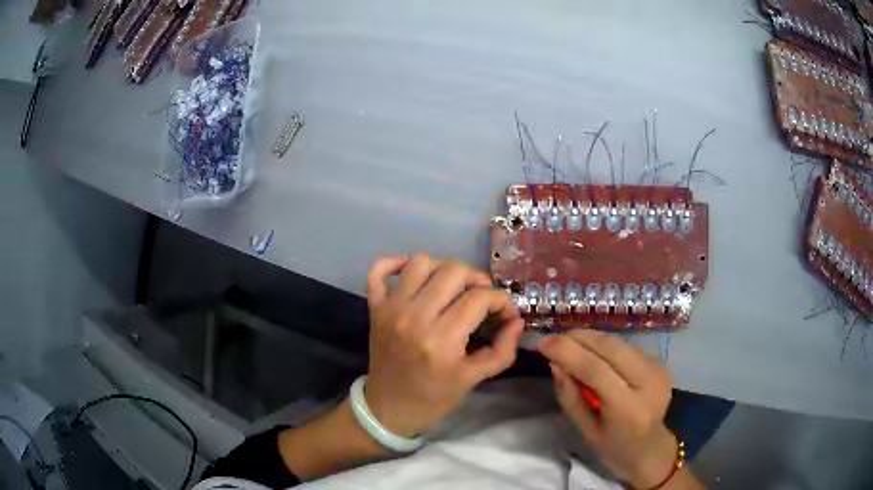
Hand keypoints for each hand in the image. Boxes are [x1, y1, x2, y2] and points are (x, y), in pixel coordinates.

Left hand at [364, 254, 523, 437]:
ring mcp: (390, 309)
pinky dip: (395, 263)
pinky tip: (413, 275)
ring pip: (421, 262)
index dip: (501, 301)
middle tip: (482, 298)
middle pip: (453, 271)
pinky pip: (379, 270)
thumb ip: (502, 350)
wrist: (388, 409)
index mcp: (441, 341)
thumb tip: (517, 321)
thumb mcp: (473, 380)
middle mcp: (414, 317)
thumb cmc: (434, 398)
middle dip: (477, 279)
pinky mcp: (374, 308)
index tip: (505, 312)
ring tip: (452, 288)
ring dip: (443, 269)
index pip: (479, 299)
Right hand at [538, 331, 676, 488]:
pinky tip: (591, 352)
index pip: (595, 370)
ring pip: (619, 342)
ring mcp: (657, 369)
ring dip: (590, 338)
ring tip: (568, 342)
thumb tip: (555, 362)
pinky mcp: (660, 362)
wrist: (651, 448)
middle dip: (578, 338)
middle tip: (553, 339)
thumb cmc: (614, 447)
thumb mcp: (585, 430)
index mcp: (629, 408)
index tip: (542, 343)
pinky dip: (605, 345)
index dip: (567, 352)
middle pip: (610, 347)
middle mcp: (648, 383)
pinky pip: (626, 346)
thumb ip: (570, 396)